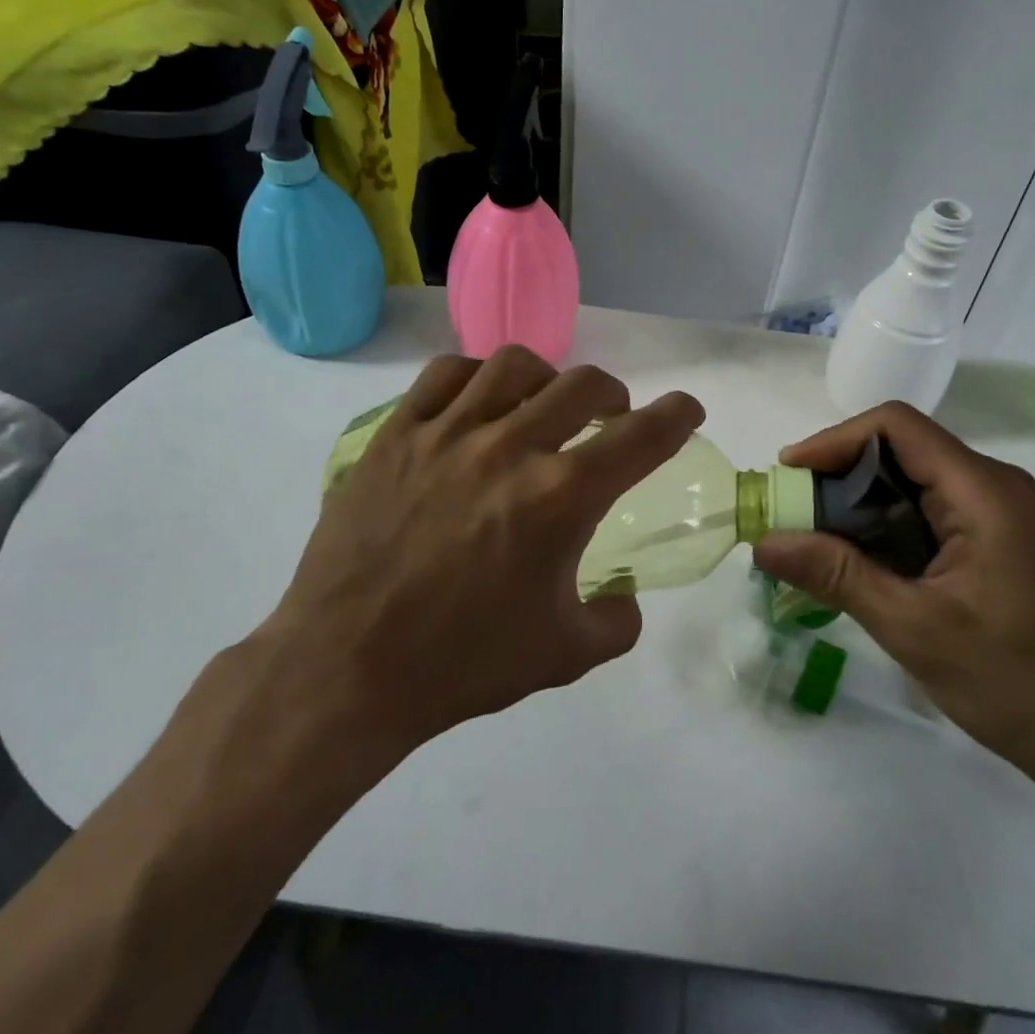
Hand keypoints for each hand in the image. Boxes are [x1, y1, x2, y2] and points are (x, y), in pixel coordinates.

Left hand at [260, 347, 703, 752]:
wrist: (347, 668)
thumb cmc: (462, 664)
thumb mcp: (563, 656)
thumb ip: (617, 622)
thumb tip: (627, 597)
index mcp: (561, 497)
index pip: (641, 436)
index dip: (676, 415)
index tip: (687, 409)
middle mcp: (511, 447)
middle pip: (583, 386)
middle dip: (613, 396)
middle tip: (612, 417)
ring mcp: (448, 432)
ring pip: (515, 365)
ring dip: (548, 378)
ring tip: (544, 403)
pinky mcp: (397, 432)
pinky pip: (446, 374)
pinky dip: (477, 376)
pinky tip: (479, 401)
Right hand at [753, 402, 1034, 796]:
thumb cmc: (1015, 682)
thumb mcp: (914, 627)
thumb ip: (836, 576)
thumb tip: (764, 542)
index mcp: (984, 491)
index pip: (897, 427)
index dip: (835, 439)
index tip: (789, 473)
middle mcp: (994, 488)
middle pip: (902, 450)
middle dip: (839, 473)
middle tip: (792, 512)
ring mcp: (1000, 516)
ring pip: (913, 482)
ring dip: (859, 503)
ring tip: (813, 537)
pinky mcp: (997, 543)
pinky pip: (929, 512)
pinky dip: (885, 526)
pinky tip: (859, 561)